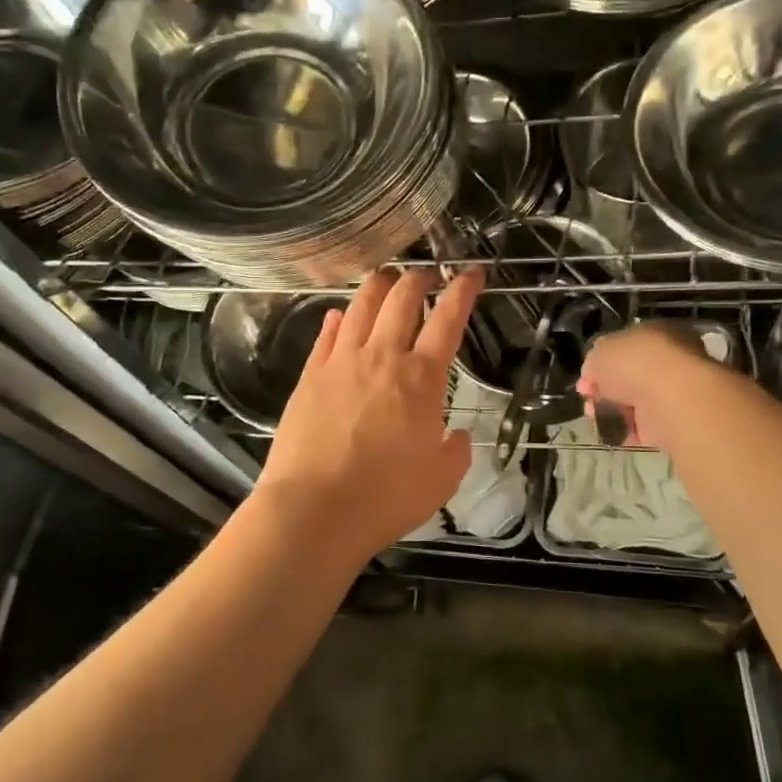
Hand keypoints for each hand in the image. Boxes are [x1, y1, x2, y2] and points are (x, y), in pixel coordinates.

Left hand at [254, 266, 483, 558]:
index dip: (463, 290)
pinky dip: (339, 318)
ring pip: (361, 305)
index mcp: (421, 378)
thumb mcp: (441, 480)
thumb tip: (457, 435)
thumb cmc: (386, 497)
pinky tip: (340, 315)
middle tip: (426, 276)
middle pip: (401, 298)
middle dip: (418, 278)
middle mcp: (381, 357)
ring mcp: (340, 362)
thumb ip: (456, 451)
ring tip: (387, 279)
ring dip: (378, 286)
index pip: (448, 319)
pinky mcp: (309, 376)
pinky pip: (327, 334)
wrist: (315, 509)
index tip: (472, 272)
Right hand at [578, 321, 720, 451]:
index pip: (625, 347)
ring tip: (595, 416)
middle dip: (604, 389)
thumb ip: (594, 361)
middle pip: (628, 377)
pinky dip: (624, 430)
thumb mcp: (600, 350)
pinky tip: (610, 431)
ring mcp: (672, 393)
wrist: (670, 398)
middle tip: (587, 398)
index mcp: (656, 334)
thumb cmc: (635, 362)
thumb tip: (594, 374)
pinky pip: (641, 427)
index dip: (601, 362)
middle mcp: (668, 361)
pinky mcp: (672, 423)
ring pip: (633, 402)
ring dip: (611, 410)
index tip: (585, 377)